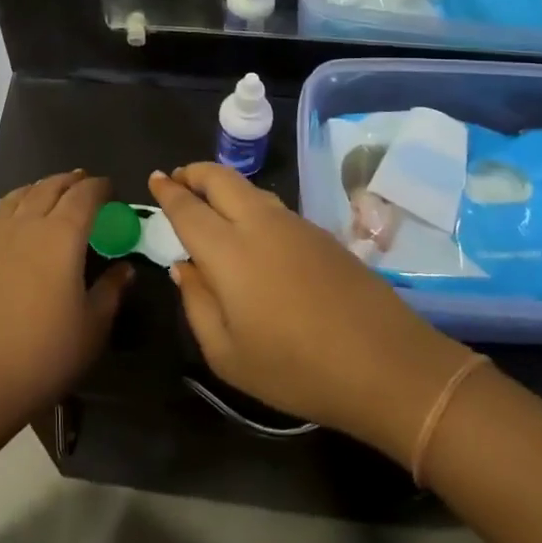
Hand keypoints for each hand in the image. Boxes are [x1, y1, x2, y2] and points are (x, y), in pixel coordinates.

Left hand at [0, 171, 133, 425]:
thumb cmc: (43, 355)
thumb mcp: (92, 328)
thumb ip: (111, 291)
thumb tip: (124, 268)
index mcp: (61, 236)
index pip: (85, 196)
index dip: (100, 188)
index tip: (111, 190)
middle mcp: (25, 223)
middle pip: (49, 187)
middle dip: (70, 181)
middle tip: (83, 182)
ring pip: (18, 196)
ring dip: (39, 188)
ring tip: (49, 192)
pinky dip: (11, 207)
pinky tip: (12, 220)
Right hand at [147, 164, 471, 464]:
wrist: (386, 364)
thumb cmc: (296, 369)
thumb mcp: (227, 354)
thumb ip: (196, 303)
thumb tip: (184, 266)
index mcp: (228, 251)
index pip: (188, 207)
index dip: (168, 190)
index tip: (155, 179)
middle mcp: (259, 224)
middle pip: (220, 178)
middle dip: (194, 172)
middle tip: (178, 180)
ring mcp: (295, 224)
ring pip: (250, 188)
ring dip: (223, 186)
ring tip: (210, 202)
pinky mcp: (322, 234)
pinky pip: (274, 206)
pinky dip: (250, 203)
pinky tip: (251, 230)